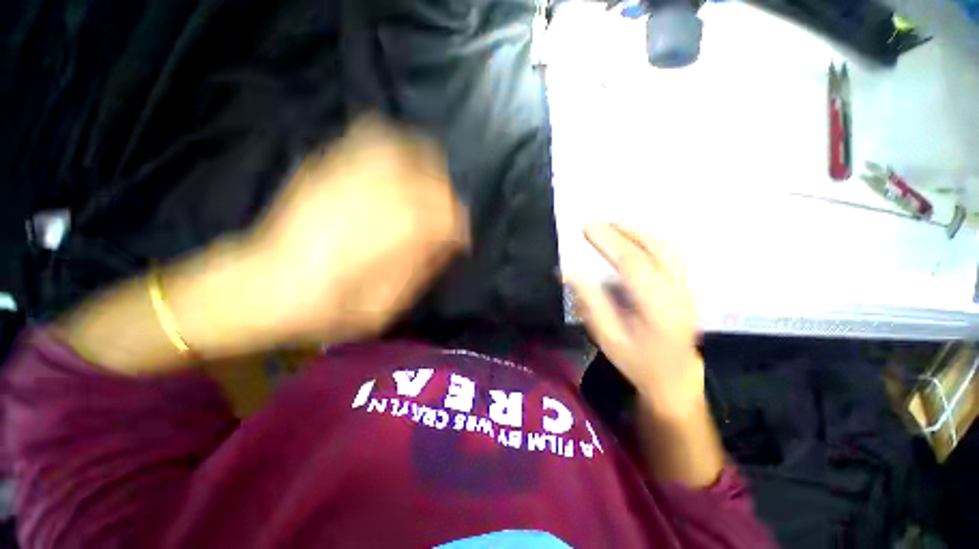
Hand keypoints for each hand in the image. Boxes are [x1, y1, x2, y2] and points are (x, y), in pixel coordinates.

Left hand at [238, 117, 468, 343]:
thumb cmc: (325, 310)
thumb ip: (420, 271)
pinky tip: (399, 163)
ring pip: (405, 151)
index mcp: (384, 242)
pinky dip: (395, 146)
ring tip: (431, 185)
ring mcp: (345, 176)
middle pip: (429, 180)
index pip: (443, 218)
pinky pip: (369, 138)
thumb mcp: (383, 310)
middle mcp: (369, 199)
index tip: (462, 240)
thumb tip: (448, 244)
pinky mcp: (325, 166)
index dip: (460, 227)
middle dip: (448, 197)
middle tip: (448, 215)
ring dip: (427, 166)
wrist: (259, 286)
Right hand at [566, 224, 702, 420]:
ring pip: (666, 247)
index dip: (608, 242)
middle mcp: (676, 291)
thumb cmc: (637, 360)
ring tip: (613, 225)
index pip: (632, 262)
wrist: (674, 376)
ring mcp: (686, 287)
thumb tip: (570, 274)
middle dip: (624, 230)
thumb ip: (591, 303)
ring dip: (639, 231)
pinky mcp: (686, 286)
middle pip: (654, 248)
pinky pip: (670, 253)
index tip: (587, 227)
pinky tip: (635, 238)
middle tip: (597, 222)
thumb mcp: (608, 337)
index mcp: (656, 306)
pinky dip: (650, 239)